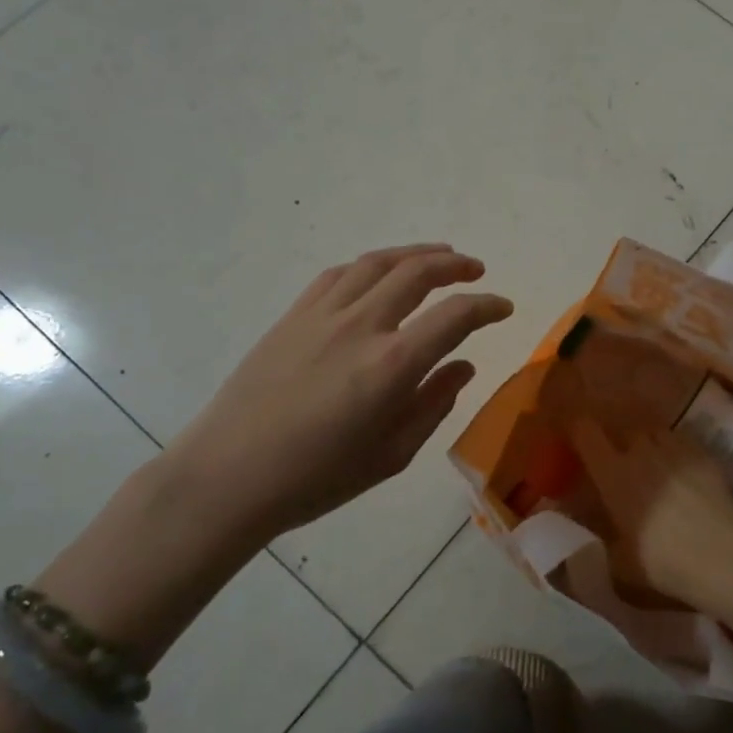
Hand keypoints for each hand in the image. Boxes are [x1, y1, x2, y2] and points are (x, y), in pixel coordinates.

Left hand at [162, 244, 513, 546]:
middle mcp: (361, 326)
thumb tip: (463, 366)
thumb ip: (433, 404)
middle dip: (455, 265)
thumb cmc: (317, 478)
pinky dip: (369, 265)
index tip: (503, 308)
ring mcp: (322, 315)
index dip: (486, 307)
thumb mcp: (392, 455)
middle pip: (417, 273)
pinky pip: (338, 274)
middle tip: (475, 269)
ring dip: (414, 253)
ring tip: (437, 255)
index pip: (455, 316)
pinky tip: (378, 272)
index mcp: (392, 366)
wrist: (229, 476)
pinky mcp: (293, 316)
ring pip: (377, 263)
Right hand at [566, 417, 732, 608]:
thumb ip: (603, 542)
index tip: (579, 440)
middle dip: (621, 442)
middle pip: (625, 430)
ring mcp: (675, 448)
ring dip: (650, 443)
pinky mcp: (704, 453)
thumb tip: (596, 538)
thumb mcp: (619, 563)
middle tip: (623, 462)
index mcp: (612, 473)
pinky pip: (683, 442)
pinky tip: (684, 472)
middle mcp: (640, 451)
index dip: (580, 431)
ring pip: (656, 432)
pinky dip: (678, 452)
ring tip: (655, 463)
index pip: (585, 432)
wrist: (721, 554)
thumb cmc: (662, 561)